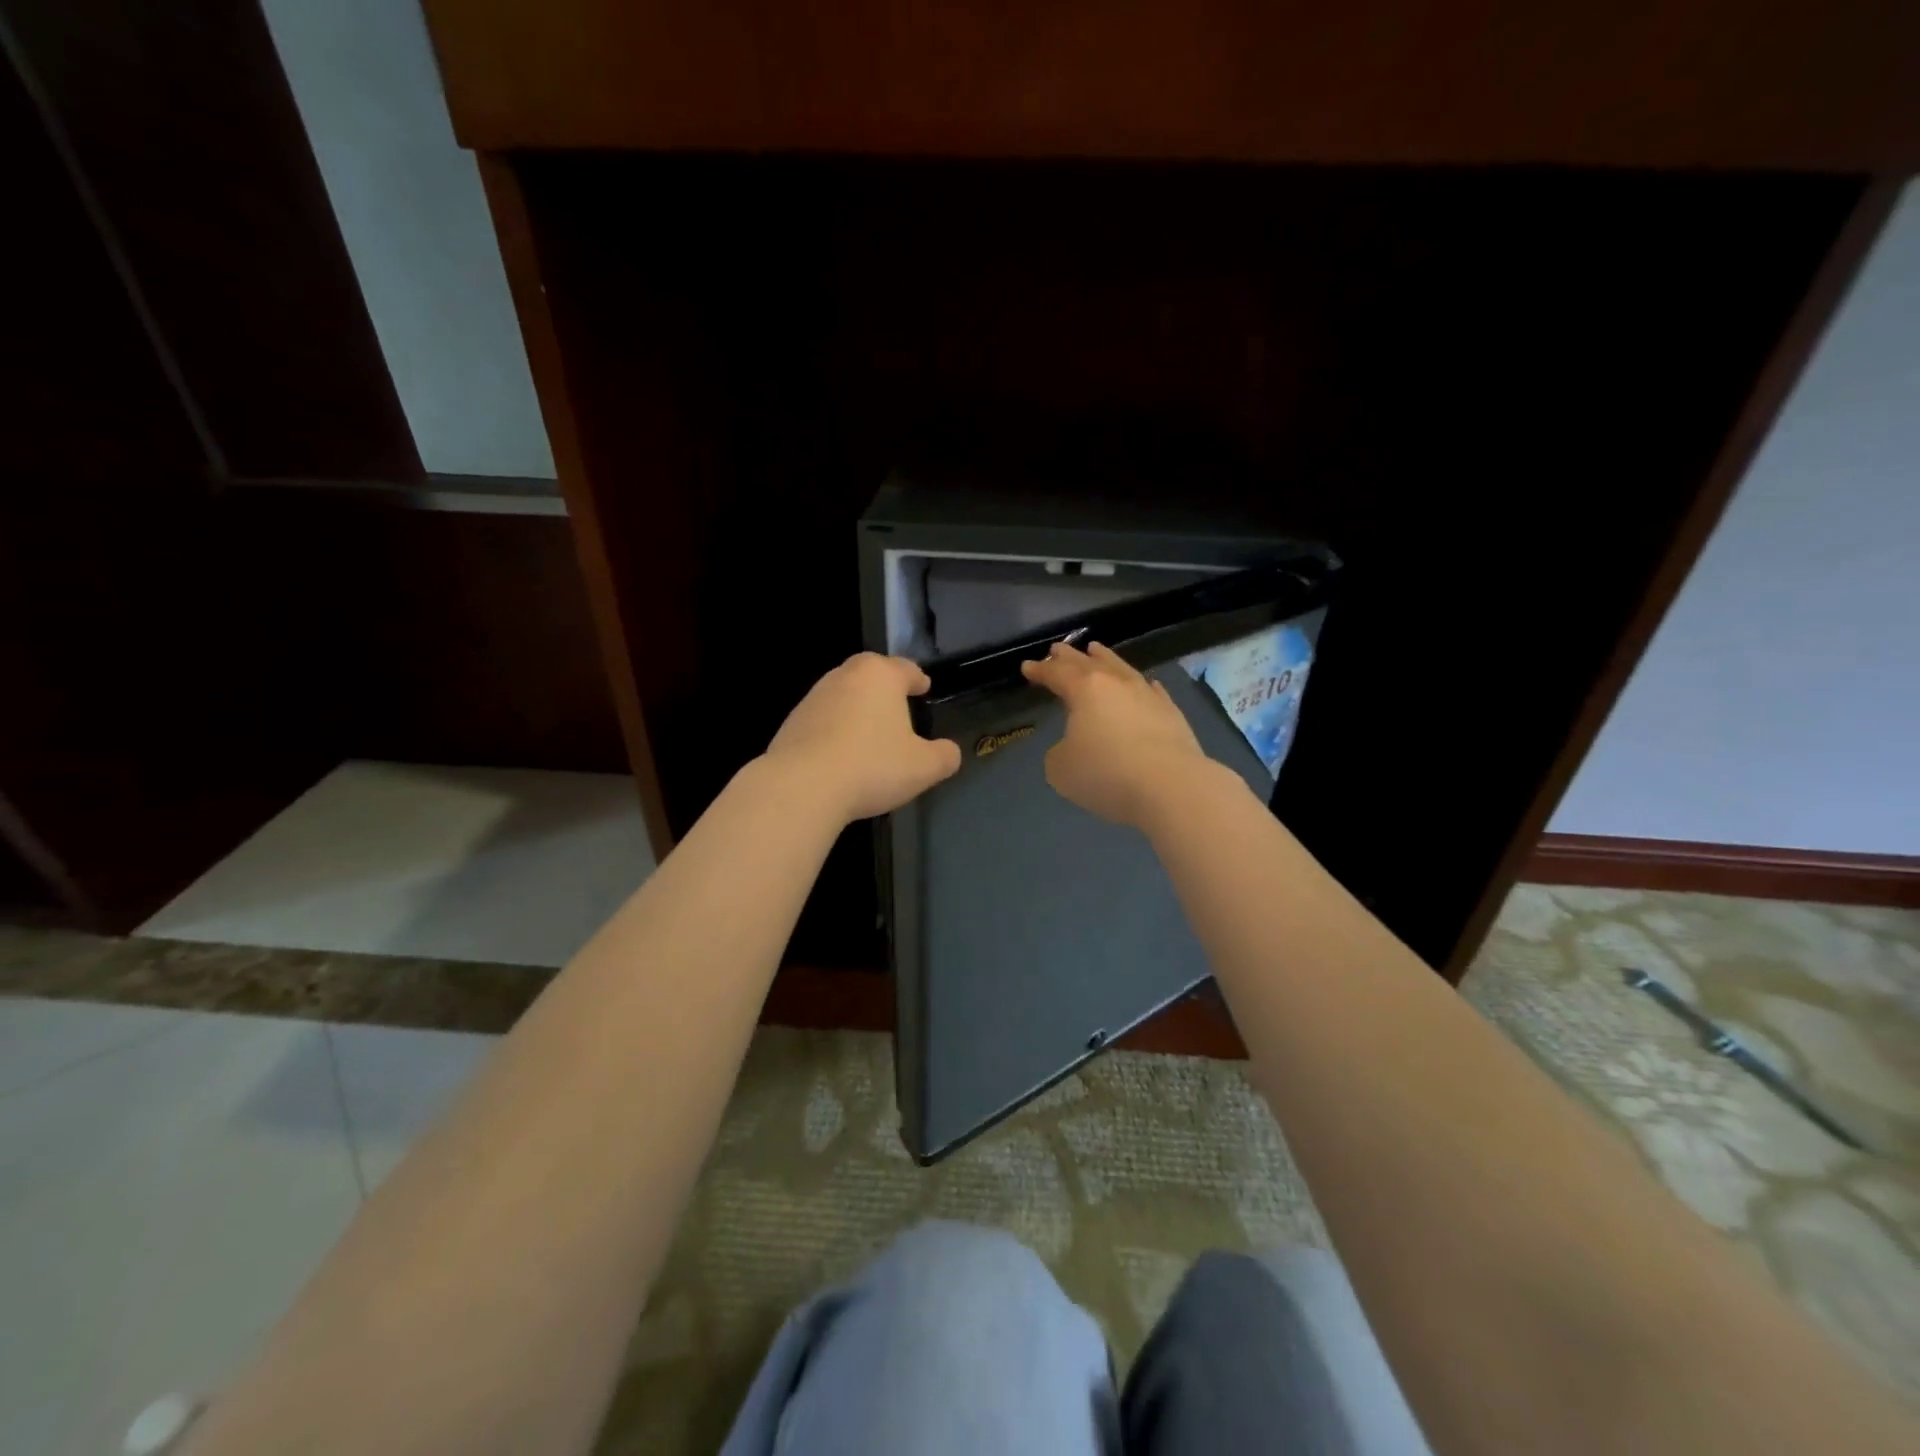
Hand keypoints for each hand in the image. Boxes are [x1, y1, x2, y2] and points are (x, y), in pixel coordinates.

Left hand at [764, 653, 961, 822]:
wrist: (802, 786)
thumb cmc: (872, 766)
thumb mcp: (923, 767)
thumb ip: (944, 756)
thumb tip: (950, 752)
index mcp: (880, 675)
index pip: (906, 668)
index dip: (918, 679)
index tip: (924, 688)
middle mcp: (845, 676)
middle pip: (870, 674)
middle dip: (885, 687)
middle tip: (898, 705)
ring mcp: (814, 697)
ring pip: (844, 695)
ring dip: (858, 709)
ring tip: (870, 733)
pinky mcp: (792, 722)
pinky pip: (823, 720)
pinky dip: (836, 730)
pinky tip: (842, 754)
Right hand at [1020, 641, 1218, 830]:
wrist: (1171, 786)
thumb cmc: (1106, 774)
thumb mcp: (1062, 769)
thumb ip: (1059, 752)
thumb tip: (1073, 746)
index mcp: (1085, 690)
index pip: (1057, 673)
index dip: (1040, 670)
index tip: (1027, 666)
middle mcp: (1116, 684)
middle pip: (1089, 663)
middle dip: (1069, 656)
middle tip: (1057, 649)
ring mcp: (1147, 695)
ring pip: (1121, 668)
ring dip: (1106, 658)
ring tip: (1096, 650)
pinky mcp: (1171, 713)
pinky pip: (1152, 691)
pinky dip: (1141, 685)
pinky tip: (1145, 684)